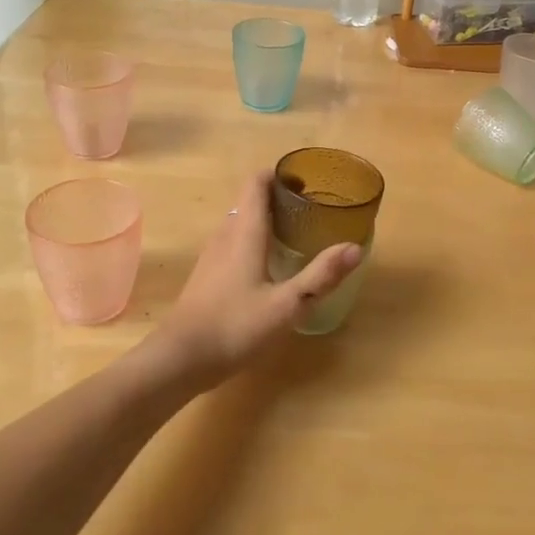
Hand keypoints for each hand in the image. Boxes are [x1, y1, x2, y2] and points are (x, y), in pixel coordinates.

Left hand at [159, 172, 361, 384]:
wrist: (179, 359)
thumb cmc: (235, 326)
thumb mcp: (287, 305)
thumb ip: (321, 276)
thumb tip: (355, 247)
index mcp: (245, 232)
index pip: (256, 183)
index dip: (279, 175)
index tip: (306, 182)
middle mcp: (226, 235)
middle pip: (250, 200)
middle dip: (279, 198)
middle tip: (311, 209)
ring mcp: (212, 256)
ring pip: (240, 222)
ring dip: (266, 219)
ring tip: (296, 233)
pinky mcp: (207, 276)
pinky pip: (233, 243)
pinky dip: (254, 240)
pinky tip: (270, 265)